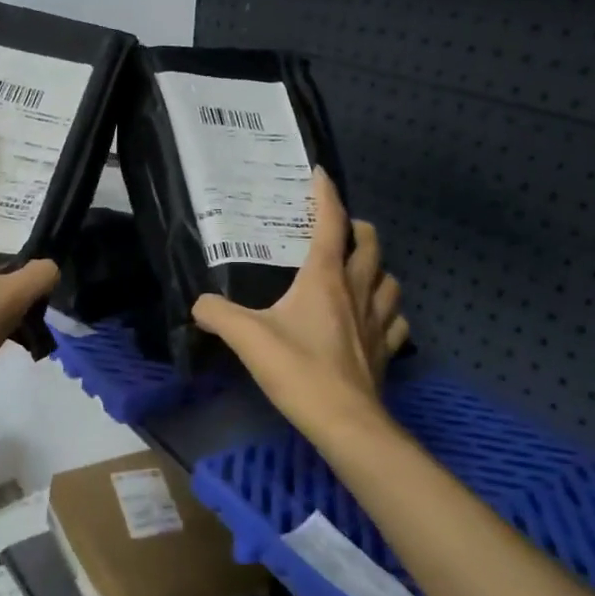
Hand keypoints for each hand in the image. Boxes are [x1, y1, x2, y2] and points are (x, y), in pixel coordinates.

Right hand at [191, 168, 407, 437]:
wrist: (344, 421)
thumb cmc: (298, 370)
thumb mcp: (246, 338)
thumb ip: (217, 315)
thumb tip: (199, 305)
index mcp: (325, 278)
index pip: (331, 223)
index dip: (326, 195)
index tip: (320, 174)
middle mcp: (357, 291)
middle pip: (370, 244)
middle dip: (358, 228)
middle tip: (341, 229)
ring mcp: (378, 320)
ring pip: (389, 280)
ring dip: (377, 269)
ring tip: (360, 272)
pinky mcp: (386, 350)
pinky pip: (396, 321)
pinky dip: (388, 312)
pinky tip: (375, 319)